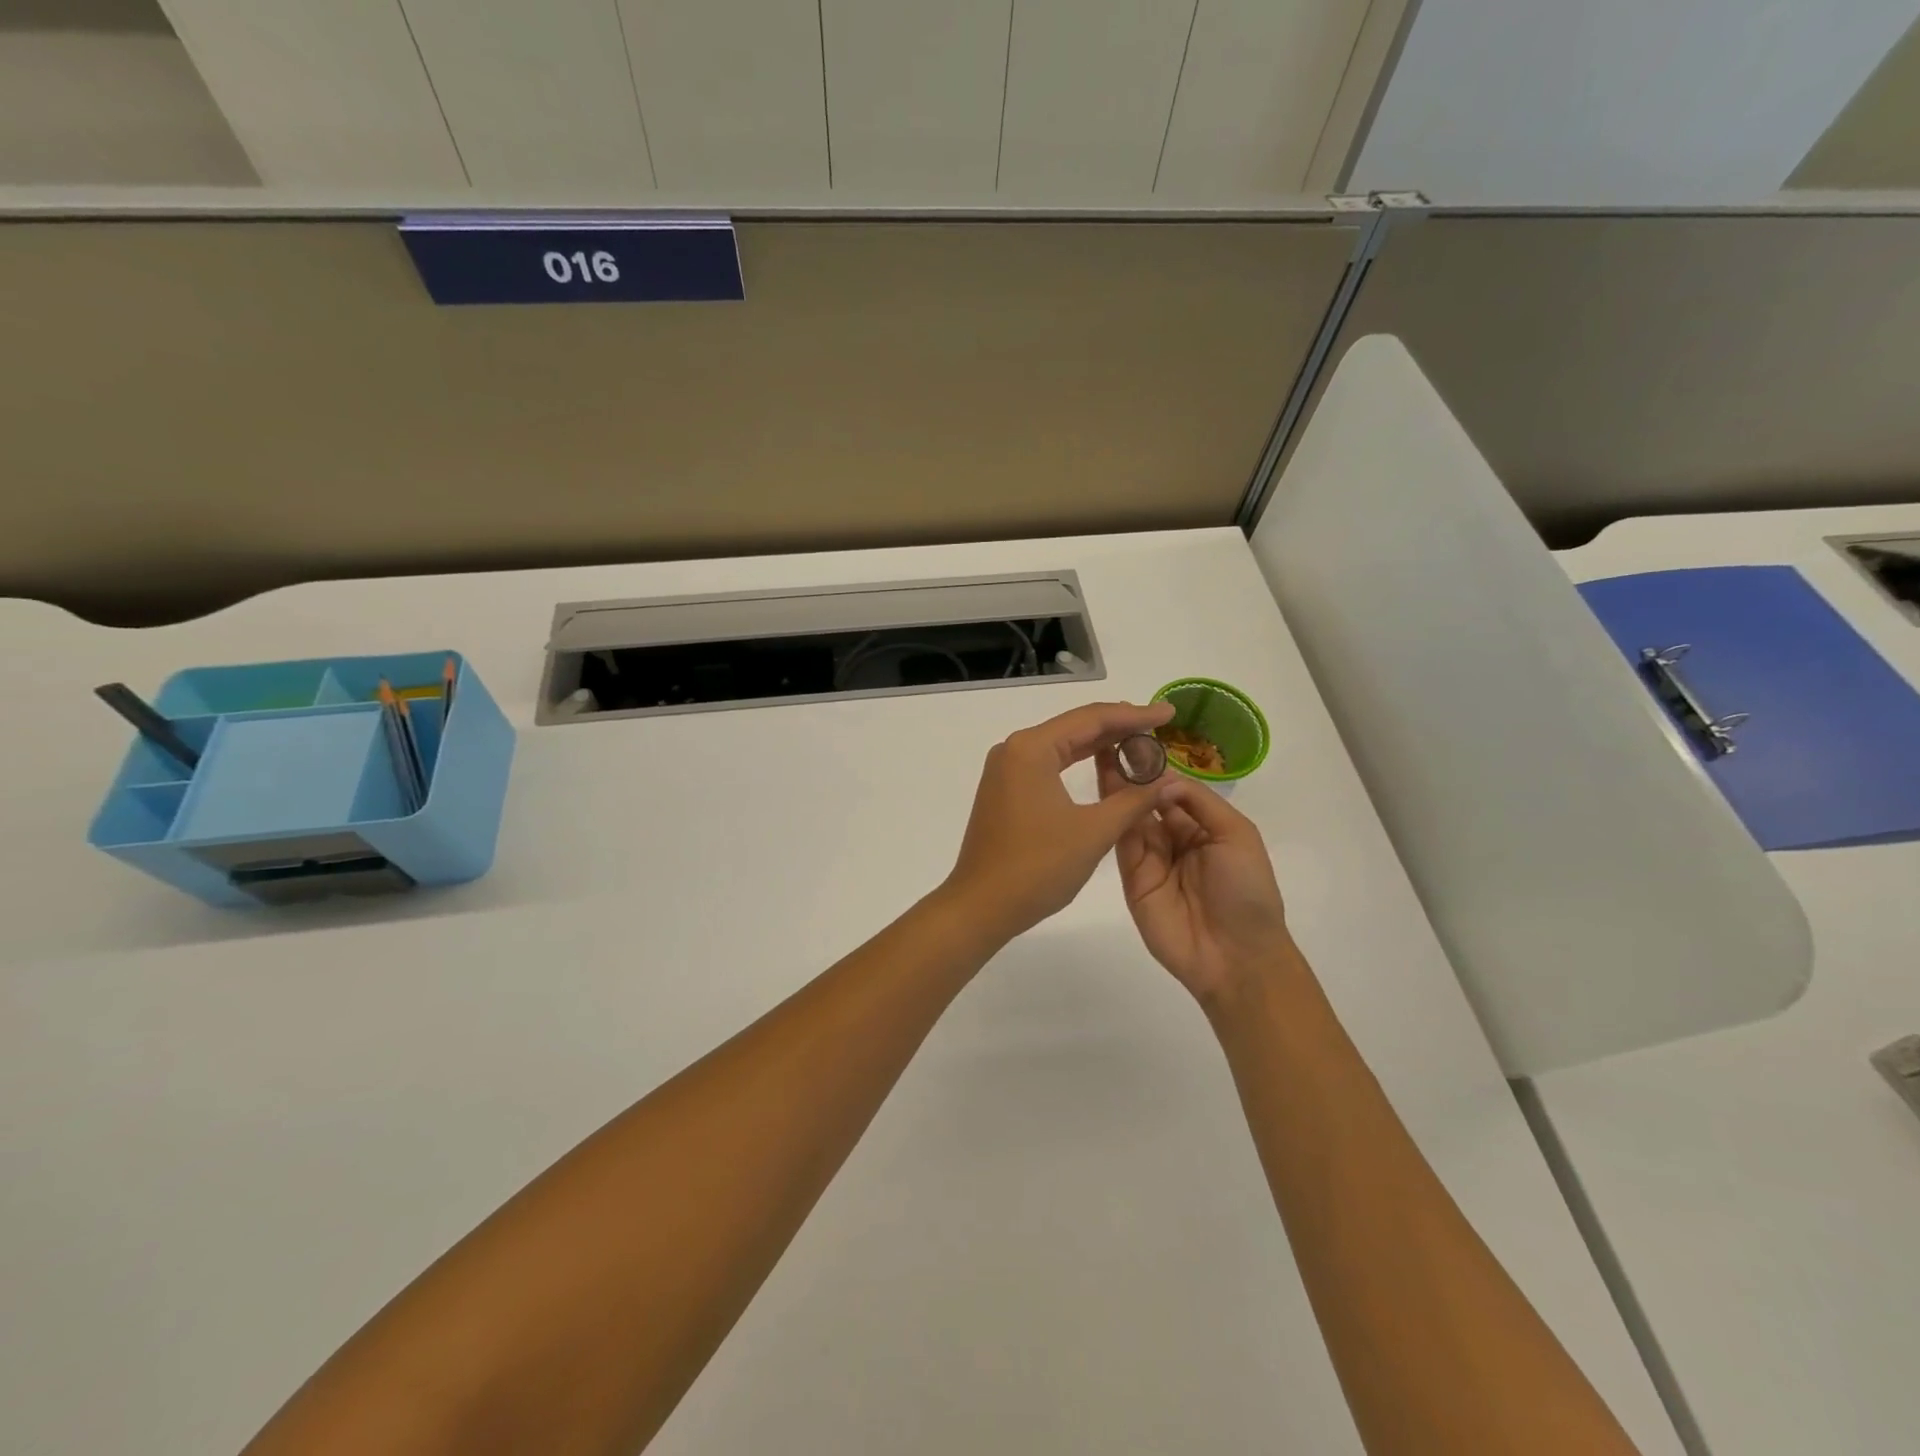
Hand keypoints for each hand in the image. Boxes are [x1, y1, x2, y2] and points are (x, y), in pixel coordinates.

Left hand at [943, 702, 1178, 943]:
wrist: (981, 906)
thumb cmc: (1037, 867)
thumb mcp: (1094, 832)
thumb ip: (1134, 800)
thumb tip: (1169, 780)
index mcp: (1031, 749)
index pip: (1091, 719)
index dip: (1134, 715)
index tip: (1169, 712)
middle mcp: (1014, 749)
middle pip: (1075, 727)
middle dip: (1119, 726)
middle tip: (1161, 726)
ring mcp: (1006, 770)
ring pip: (1061, 746)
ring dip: (1100, 744)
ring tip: (1141, 742)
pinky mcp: (1005, 790)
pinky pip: (1049, 764)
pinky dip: (1078, 763)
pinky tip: (1104, 765)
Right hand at [1097, 761, 1292, 1006]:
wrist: (1235, 955)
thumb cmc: (1246, 891)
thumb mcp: (1236, 835)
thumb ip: (1198, 802)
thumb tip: (1160, 779)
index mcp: (1202, 827)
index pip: (1172, 790)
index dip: (1155, 767)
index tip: (1134, 739)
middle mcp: (1173, 840)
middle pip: (1146, 801)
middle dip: (1130, 774)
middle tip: (1108, 741)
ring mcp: (1150, 860)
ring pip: (1130, 818)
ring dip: (1117, 790)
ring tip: (1101, 756)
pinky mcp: (1132, 879)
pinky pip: (1121, 844)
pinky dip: (1113, 818)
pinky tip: (1103, 791)